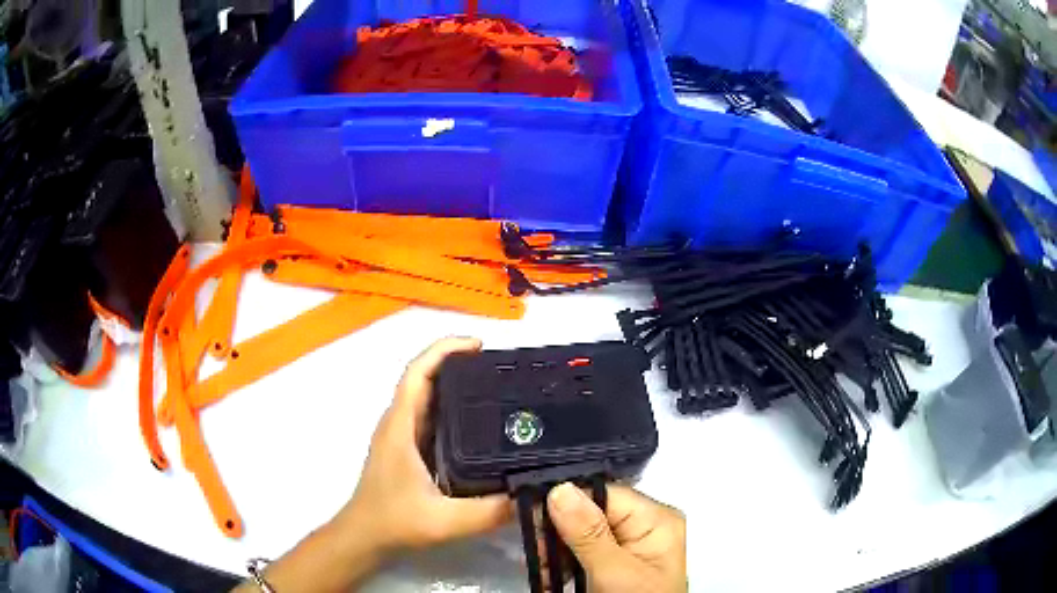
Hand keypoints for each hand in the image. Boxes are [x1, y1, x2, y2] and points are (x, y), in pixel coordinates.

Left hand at [333, 337, 510, 554]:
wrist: (364, 538)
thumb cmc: (394, 523)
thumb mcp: (444, 521)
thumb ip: (488, 512)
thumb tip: (531, 492)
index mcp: (401, 427)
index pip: (417, 373)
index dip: (443, 350)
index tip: (479, 345)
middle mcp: (399, 424)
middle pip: (424, 379)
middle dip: (457, 363)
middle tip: (500, 367)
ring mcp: (402, 437)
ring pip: (427, 397)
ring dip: (455, 385)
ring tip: (496, 388)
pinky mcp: (408, 451)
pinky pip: (431, 417)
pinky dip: (453, 409)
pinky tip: (480, 425)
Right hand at [548, 482, 686, 592]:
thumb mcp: (615, 574)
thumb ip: (589, 534)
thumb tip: (560, 488)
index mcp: (656, 519)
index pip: (603, 493)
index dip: (567, 501)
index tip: (533, 516)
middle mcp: (645, 526)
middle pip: (591, 512)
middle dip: (558, 533)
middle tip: (537, 554)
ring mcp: (630, 545)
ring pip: (581, 534)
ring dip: (556, 551)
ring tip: (544, 573)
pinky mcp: (616, 562)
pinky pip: (583, 552)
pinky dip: (563, 564)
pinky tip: (552, 578)